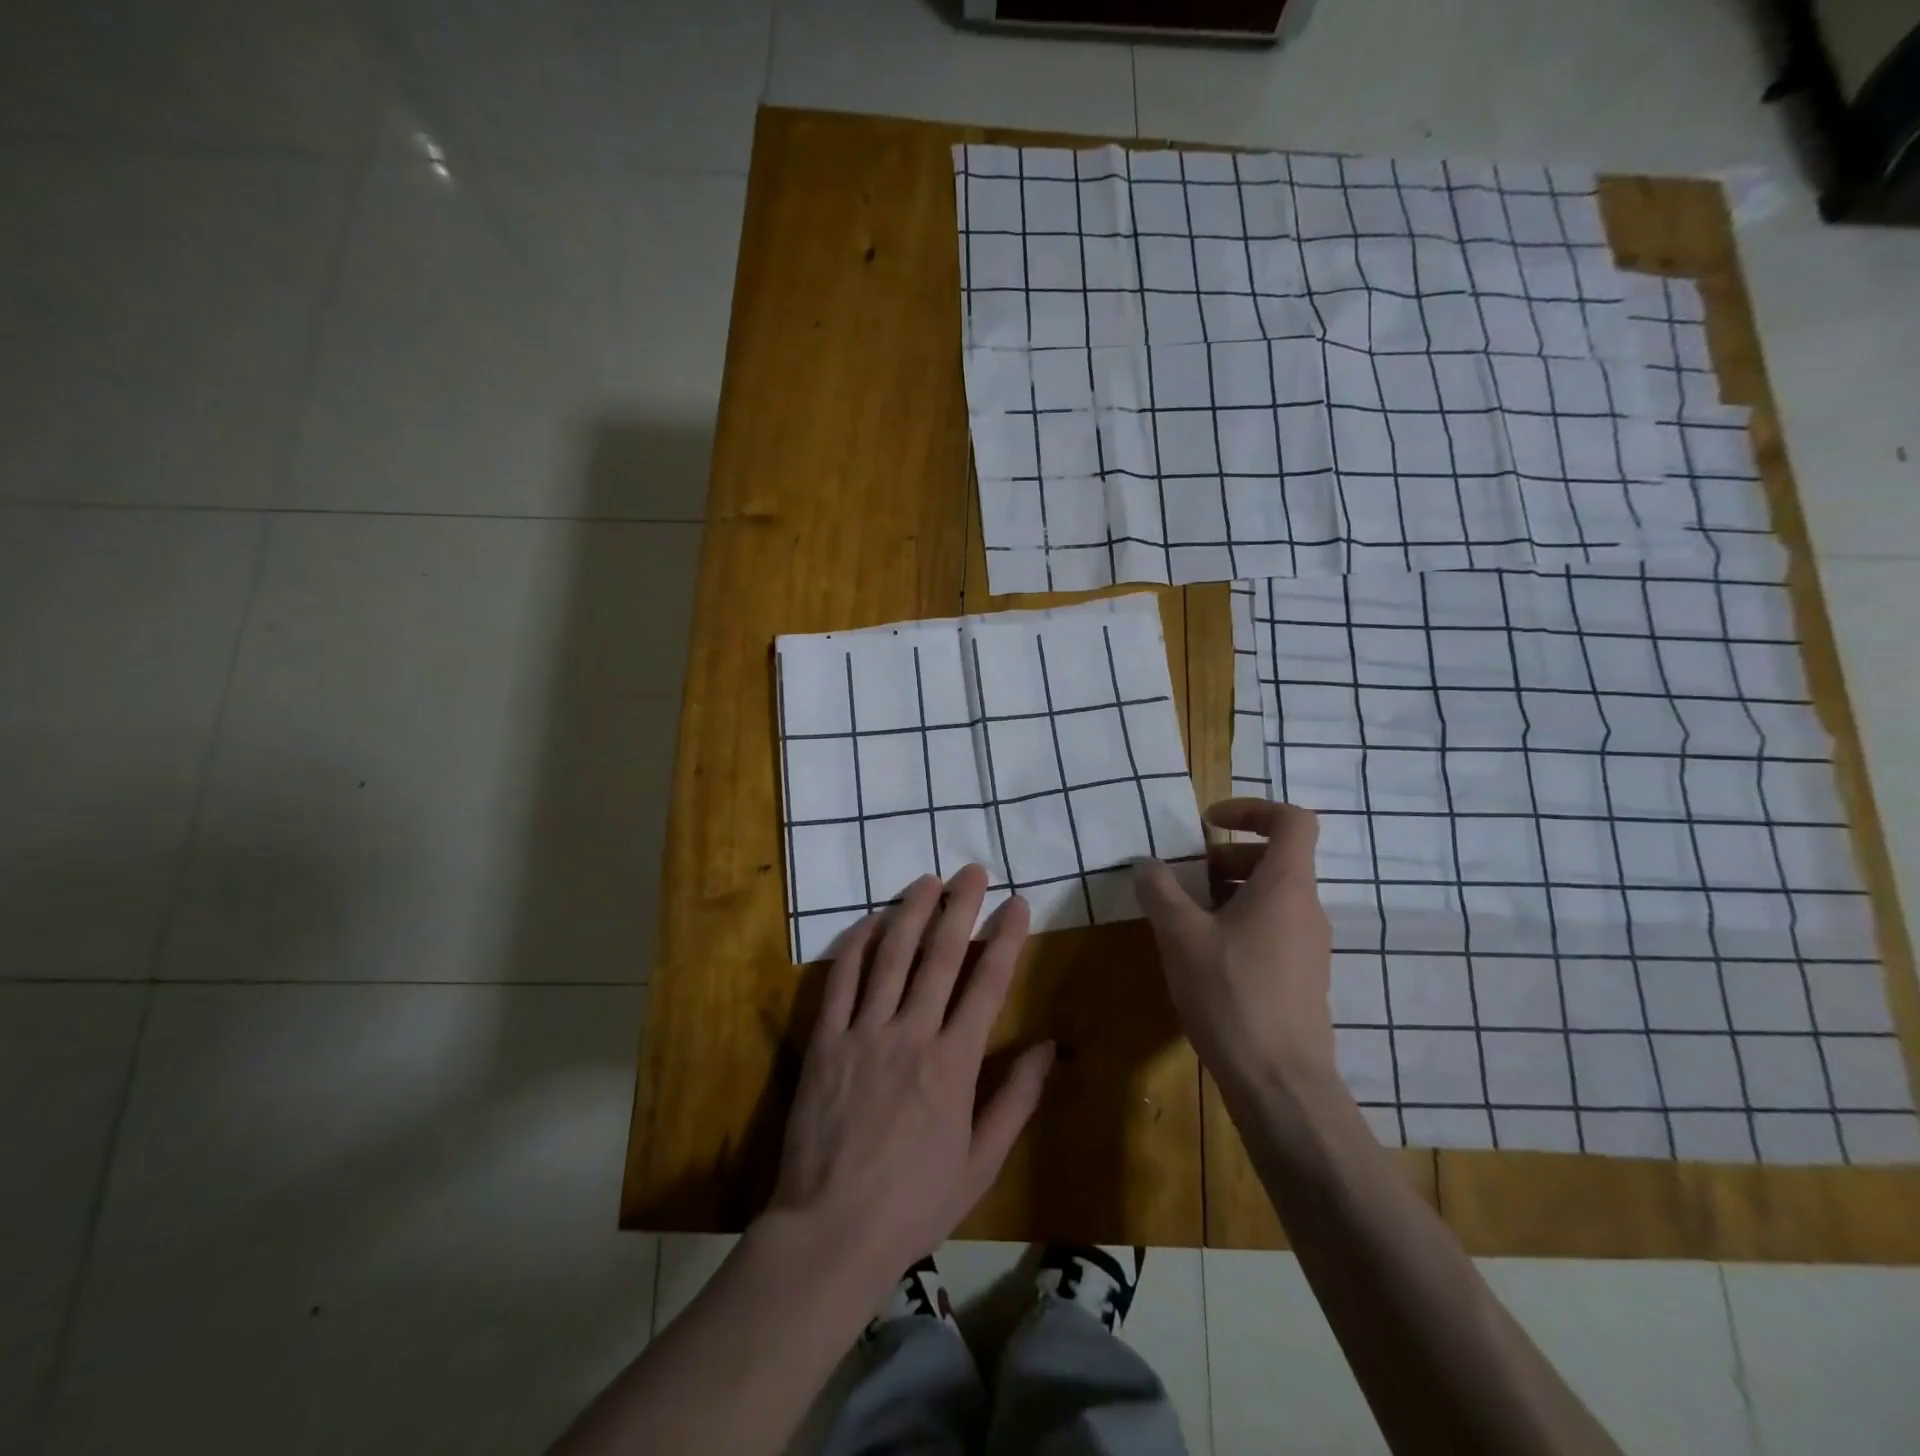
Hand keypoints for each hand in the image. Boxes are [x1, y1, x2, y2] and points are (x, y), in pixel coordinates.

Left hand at [766, 865, 1053, 1289]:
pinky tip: (870, 920)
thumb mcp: (981, 1163)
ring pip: (891, 956)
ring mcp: (864, 1032)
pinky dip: (855, 945)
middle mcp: (911, 1034)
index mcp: (954, 1064)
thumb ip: (1016, 1100)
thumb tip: (1048, 1046)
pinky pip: (840, 980)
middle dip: (961, 907)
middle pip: (941, 956)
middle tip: (973, 870)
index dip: (1006, 939)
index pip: (987, 985)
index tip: (1018, 904)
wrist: (830, 1230)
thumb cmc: (914, 1202)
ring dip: (911, 913)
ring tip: (927, 880)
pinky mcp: (826, 1040)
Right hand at [1134, 799, 1334, 1086]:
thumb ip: (1160, 891)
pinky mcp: (1302, 977)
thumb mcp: (1180, 935)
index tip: (1210, 821)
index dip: (1253, 808)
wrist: (1280, 1082)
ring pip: (1272, 896)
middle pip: (1276, 858)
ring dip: (1228, 891)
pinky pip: (1273, 928)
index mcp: (1286, 886)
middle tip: (1186, 875)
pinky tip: (1204, 954)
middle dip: (1227, 855)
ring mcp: (1309, 946)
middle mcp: (1306, 908)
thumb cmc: (1231, 994)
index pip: (1293, 821)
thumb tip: (1146, 864)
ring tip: (1186, 915)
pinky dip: (1239, 922)